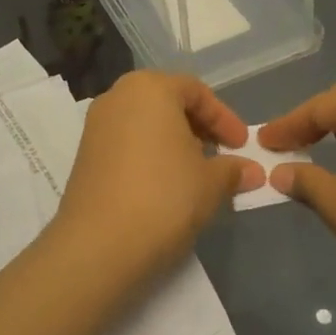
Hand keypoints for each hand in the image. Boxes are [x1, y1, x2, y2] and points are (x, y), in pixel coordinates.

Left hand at [52, 72, 262, 277]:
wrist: (99, 245)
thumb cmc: (164, 197)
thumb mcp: (210, 183)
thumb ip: (232, 170)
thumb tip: (251, 171)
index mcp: (150, 88)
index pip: (196, 91)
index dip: (224, 119)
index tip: (241, 146)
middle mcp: (117, 97)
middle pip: (167, 102)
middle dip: (198, 128)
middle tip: (220, 156)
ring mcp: (95, 126)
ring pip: (145, 123)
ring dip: (174, 142)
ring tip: (195, 173)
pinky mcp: (84, 155)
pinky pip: (126, 143)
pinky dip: (149, 155)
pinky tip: (165, 185)